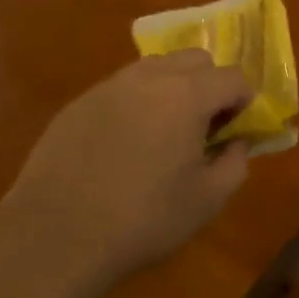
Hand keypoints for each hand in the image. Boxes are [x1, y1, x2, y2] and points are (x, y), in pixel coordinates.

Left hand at [0, 50, 252, 287]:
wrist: (55, 237)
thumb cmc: (142, 219)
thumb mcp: (206, 201)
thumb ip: (235, 164)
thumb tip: (236, 144)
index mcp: (187, 95)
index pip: (232, 77)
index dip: (243, 101)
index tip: (236, 129)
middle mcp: (150, 78)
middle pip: (195, 59)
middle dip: (210, 84)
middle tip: (203, 126)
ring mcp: (110, 86)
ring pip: (156, 68)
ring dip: (172, 88)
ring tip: (164, 131)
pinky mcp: (79, 103)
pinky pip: (121, 88)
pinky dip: (136, 103)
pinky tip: (124, 144)